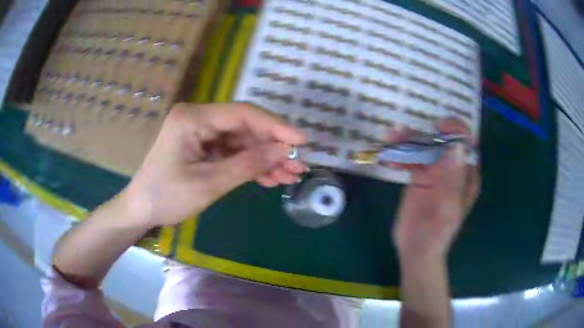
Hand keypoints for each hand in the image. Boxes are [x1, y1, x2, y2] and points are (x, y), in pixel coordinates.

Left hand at [123, 103, 307, 226]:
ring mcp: (201, 133)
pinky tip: (269, 178)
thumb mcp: (208, 184)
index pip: (242, 114)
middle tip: (299, 165)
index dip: (275, 127)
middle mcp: (198, 118)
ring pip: (242, 141)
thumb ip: (247, 164)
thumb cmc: (166, 197)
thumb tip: (284, 151)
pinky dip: (250, 165)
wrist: (141, 210)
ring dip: (265, 159)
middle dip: (273, 147)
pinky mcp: (203, 147)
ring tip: (290, 176)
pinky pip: (232, 152)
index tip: (302, 141)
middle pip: (245, 127)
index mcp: (193, 118)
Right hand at [391, 119, 480, 259]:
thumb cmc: (433, 233)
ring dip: (408, 140)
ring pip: (426, 146)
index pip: (466, 143)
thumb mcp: (445, 205)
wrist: (415, 251)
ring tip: (389, 139)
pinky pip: (413, 159)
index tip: (437, 127)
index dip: (455, 130)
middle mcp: (454, 168)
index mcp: (467, 174)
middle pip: (443, 140)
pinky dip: (402, 155)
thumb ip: (451, 177)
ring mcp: (437, 172)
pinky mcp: (422, 177)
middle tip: (401, 132)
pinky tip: (390, 159)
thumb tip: (456, 144)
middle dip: (424, 133)